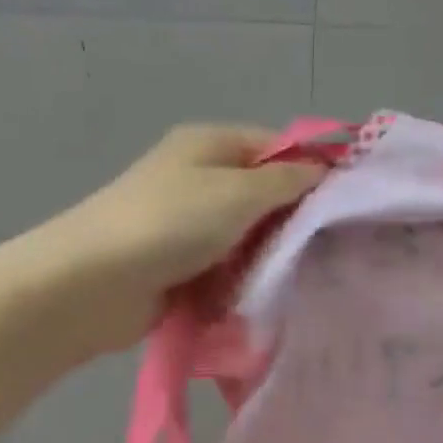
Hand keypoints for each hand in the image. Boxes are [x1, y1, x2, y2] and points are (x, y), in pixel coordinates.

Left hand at [32, 123, 327, 351]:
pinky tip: (264, 296)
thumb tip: (321, 170)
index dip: (311, 171)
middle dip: (291, 221)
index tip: (345, 205)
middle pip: (261, 196)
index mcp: (209, 145)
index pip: (275, 148)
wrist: (96, 283)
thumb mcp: (237, 192)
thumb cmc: (170, 224)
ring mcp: (186, 225)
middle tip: (330, 249)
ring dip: (266, 258)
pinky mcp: (179, 266)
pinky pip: (224, 269)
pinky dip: (241, 281)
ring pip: (245, 238)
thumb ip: (285, 182)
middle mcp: (198, 179)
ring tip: (301, 278)